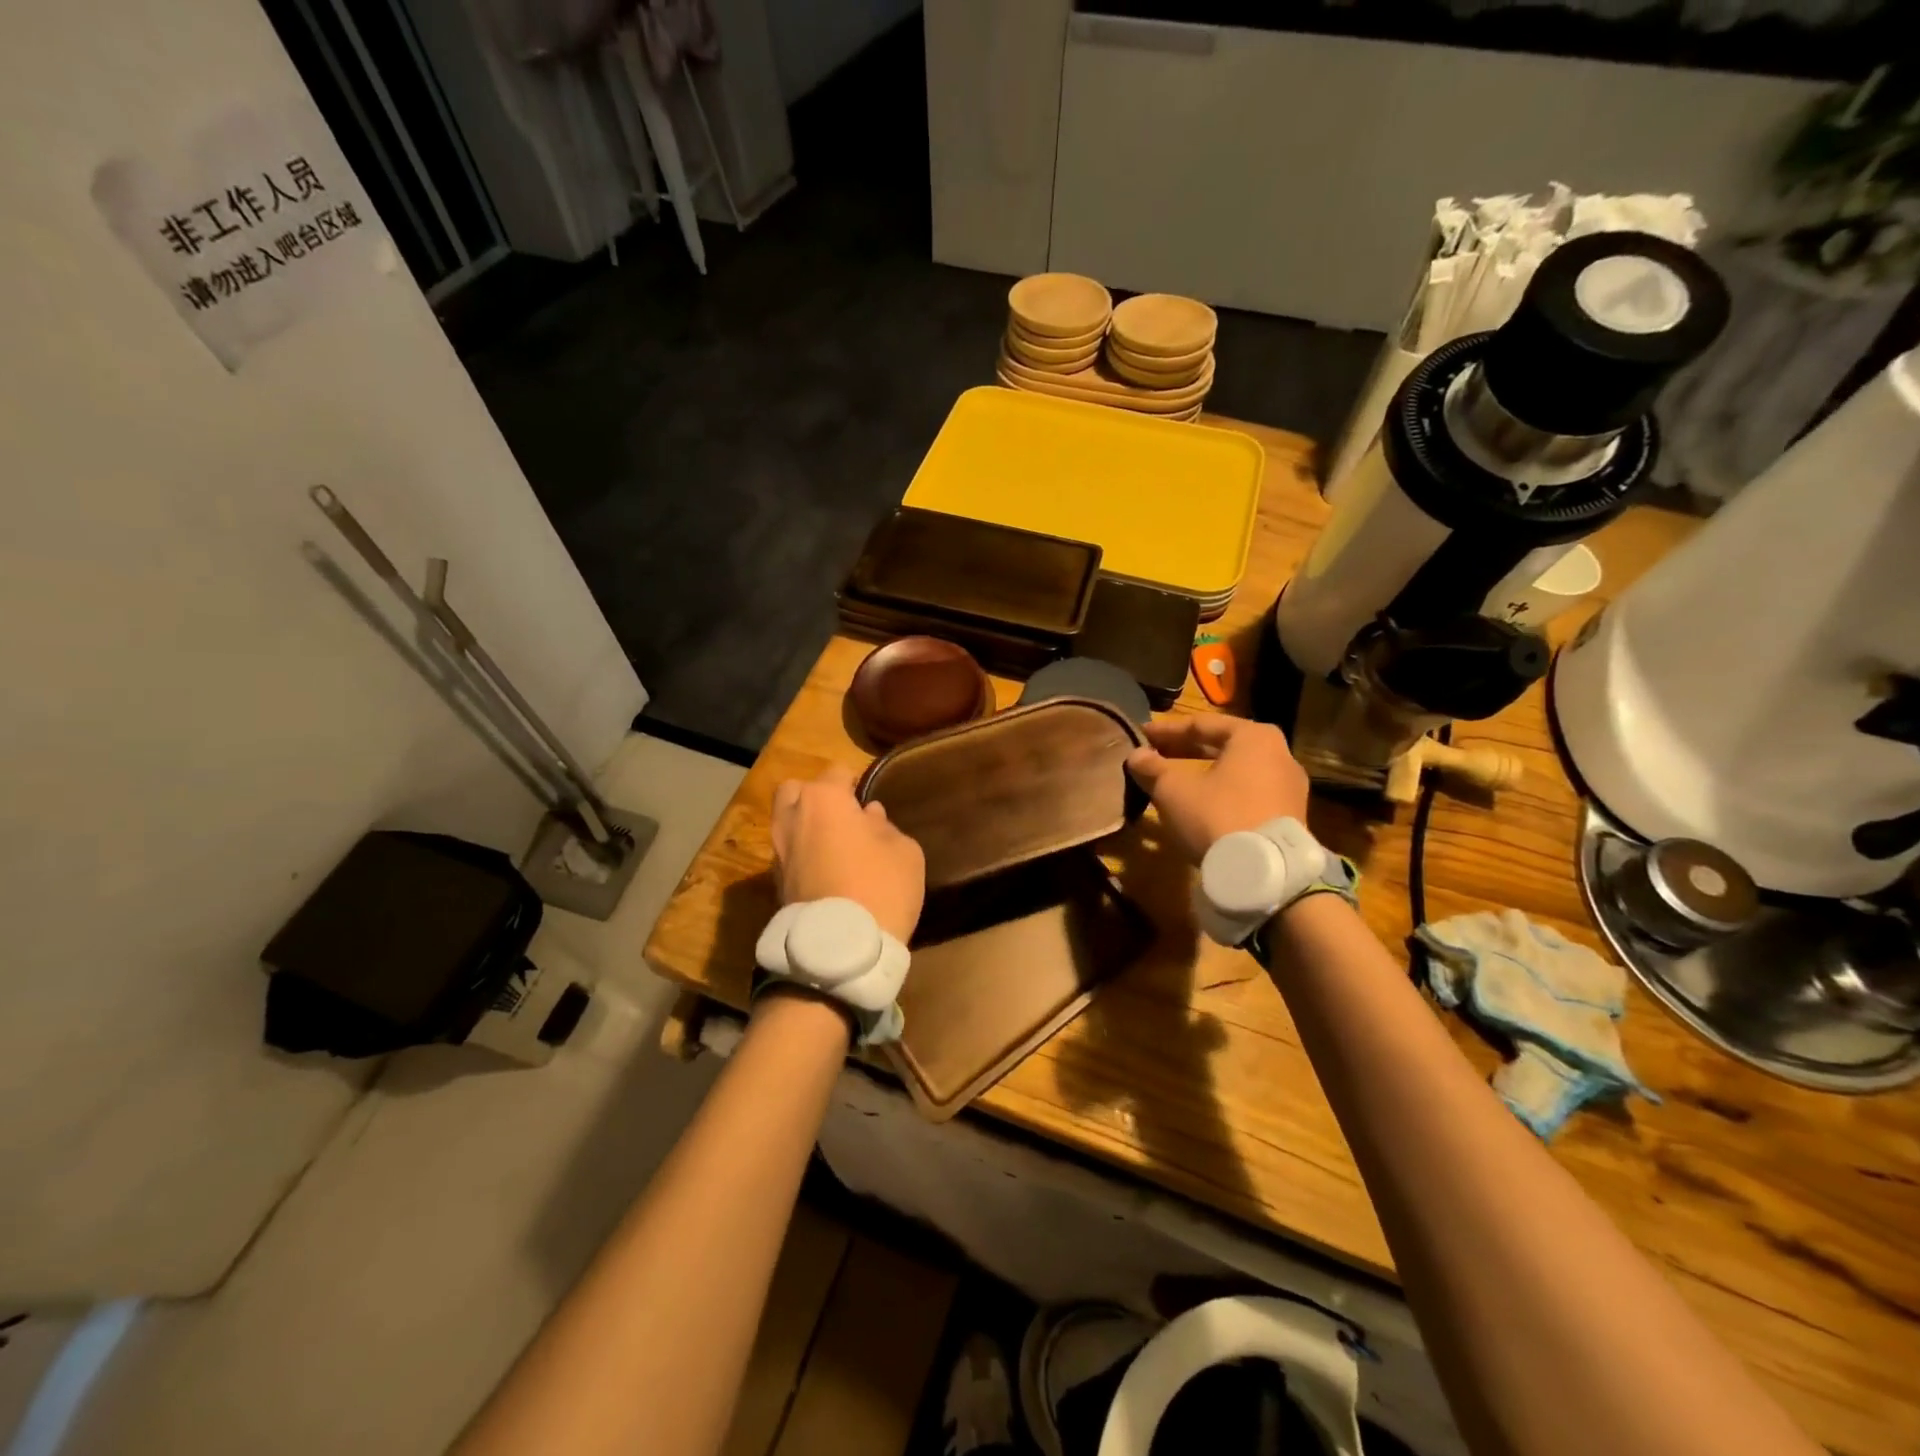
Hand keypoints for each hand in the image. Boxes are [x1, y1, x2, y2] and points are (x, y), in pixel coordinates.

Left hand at [770, 764, 925, 943]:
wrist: (840, 949)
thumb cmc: (880, 886)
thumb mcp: (904, 851)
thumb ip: (885, 827)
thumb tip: (869, 817)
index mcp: (823, 799)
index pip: (836, 772)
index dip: (855, 783)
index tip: (868, 801)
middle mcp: (791, 818)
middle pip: (795, 790)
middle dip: (815, 797)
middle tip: (841, 817)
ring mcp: (778, 852)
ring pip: (786, 823)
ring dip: (806, 828)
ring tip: (834, 847)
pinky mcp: (775, 884)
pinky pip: (788, 855)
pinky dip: (802, 856)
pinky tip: (826, 873)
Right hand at [1125, 715, 1309, 862]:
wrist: (1266, 872)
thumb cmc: (1217, 815)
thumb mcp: (1174, 790)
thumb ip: (1153, 768)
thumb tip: (1136, 755)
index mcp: (1253, 737)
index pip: (1201, 724)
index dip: (1166, 730)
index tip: (1141, 735)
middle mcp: (1279, 754)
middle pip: (1223, 746)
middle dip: (1185, 750)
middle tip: (1154, 755)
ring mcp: (1289, 787)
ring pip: (1236, 771)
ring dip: (1204, 773)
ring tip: (1176, 781)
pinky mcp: (1291, 816)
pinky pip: (1249, 793)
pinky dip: (1223, 793)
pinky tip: (1202, 805)